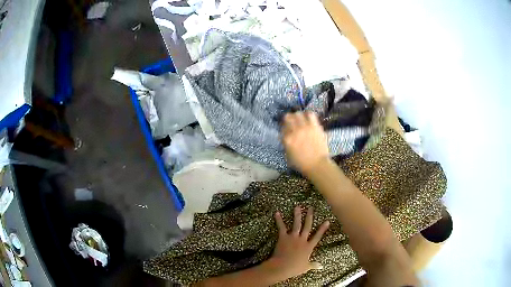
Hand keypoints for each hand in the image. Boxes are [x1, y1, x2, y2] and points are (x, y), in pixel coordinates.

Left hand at [269, 206, 329, 279]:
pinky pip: (281, 227)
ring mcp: (293, 237)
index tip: (327, 221)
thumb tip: (321, 266)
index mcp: (309, 247)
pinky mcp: (283, 237)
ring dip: (297, 215)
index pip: (318, 236)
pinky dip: (279, 220)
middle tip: (311, 208)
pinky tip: (277, 213)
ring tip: (297, 207)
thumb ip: (314, 265)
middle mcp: (302, 240)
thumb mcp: (306, 267)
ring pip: (296, 224)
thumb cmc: (295, 268)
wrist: (283, 266)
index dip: (323, 228)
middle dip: (309, 216)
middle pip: (307, 226)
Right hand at [281, 111, 328, 175]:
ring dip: (297, 116)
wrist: (318, 164)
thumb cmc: (302, 163)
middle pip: (287, 117)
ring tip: (299, 119)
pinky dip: (308, 115)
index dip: (283, 128)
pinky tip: (308, 119)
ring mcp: (305, 127)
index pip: (282, 128)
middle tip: (290, 122)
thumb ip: (285, 144)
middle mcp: (295, 131)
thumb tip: (286, 137)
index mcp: (287, 139)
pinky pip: (310, 114)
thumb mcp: (288, 156)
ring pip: (298, 114)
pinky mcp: (315, 126)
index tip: (285, 129)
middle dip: (288, 119)